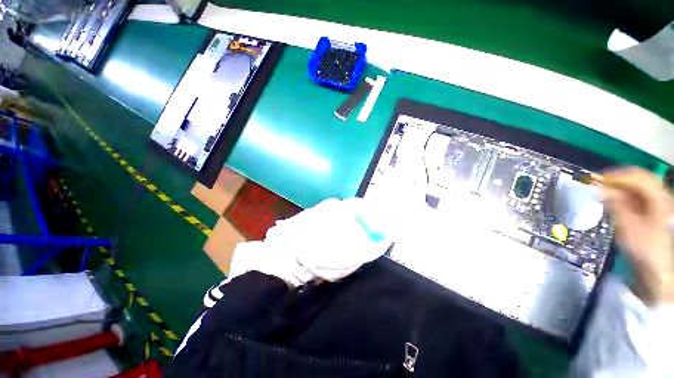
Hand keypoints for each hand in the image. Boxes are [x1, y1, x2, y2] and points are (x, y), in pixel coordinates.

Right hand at [603, 167, 673, 304]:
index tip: (596, 180)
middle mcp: (661, 197)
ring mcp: (658, 206)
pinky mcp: (651, 214)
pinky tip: (612, 204)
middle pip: (638, 181)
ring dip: (618, 190)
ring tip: (602, 196)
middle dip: (616, 182)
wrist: (656, 269)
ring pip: (636, 190)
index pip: (638, 176)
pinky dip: (622, 199)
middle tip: (597, 187)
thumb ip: (615, 204)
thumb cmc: (645, 247)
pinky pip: (636, 199)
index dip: (617, 175)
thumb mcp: (628, 226)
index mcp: (660, 198)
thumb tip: (599, 189)